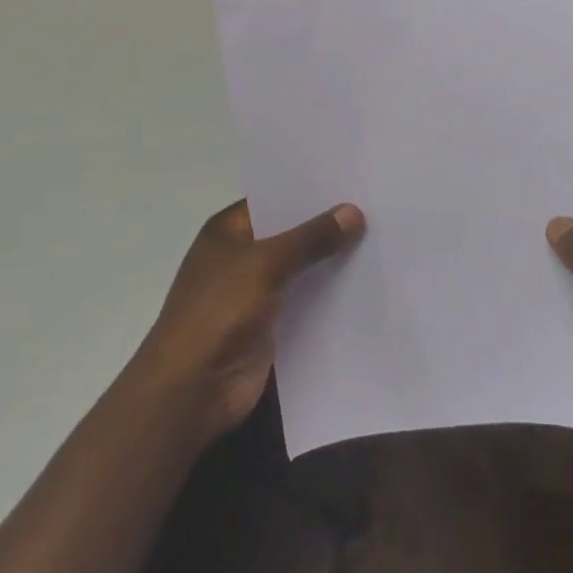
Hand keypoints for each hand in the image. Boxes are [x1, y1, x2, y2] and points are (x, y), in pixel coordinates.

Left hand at [128, 200, 364, 447]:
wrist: (191, 392)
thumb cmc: (218, 313)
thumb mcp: (266, 264)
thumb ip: (311, 238)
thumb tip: (354, 211)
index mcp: (228, 231)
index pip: (275, 198)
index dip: (310, 190)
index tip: (352, 180)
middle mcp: (241, 257)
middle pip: (291, 234)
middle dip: (327, 225)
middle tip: (376, 206)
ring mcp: (254, 293)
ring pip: (301, 268)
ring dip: (331, 261)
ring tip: (381, 239)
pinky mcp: (270, 326)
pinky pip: (306, 301)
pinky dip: (330, 295)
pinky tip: (366, 283)